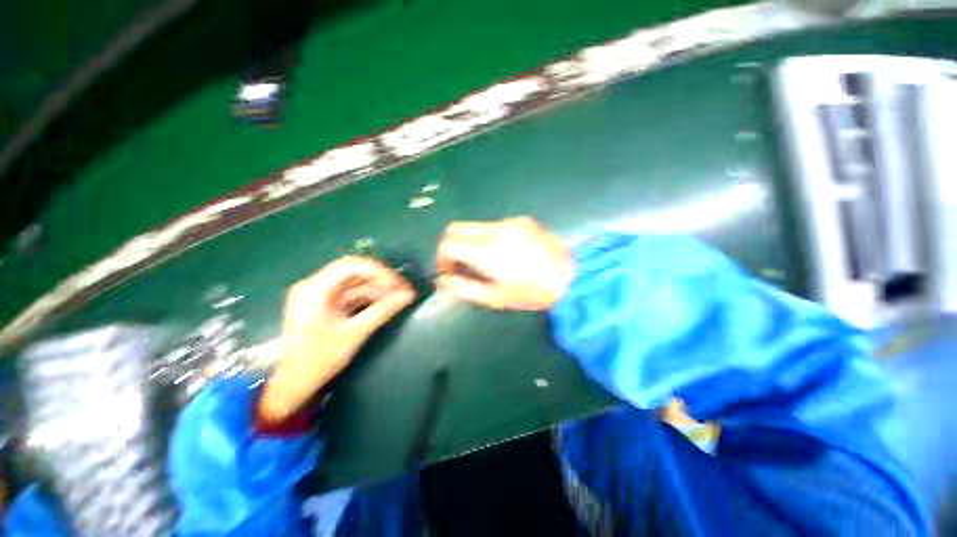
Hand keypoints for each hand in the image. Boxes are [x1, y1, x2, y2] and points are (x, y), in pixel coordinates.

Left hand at [259, 257, 415, 423]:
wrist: (294, 384)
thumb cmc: (320, 360)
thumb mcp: (355, 334)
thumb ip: (383, 311)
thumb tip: (409, 295)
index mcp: (314, 290)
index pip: (350, 265)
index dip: (378, 271)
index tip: (398, 284)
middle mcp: (314, 286)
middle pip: (354, 272)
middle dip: (381, 279)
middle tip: (403, 288)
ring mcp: (319, 295)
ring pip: (355, 283)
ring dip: (378, 289)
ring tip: (400, 296)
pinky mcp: (325, 304)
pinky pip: (352, 294)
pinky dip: (369, 298)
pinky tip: (386, 303)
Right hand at [436, 217, 573, 310]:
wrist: (570, 278)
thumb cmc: (531, 293)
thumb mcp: (495, 298)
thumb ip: (464, 288)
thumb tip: (445, 279)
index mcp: (487, 252)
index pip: (449, 243)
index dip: (441, 257)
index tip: (448, 270)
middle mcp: (496, 230)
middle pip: (456, 228)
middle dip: (451, 245)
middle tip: (460, 263)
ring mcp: (510, 222)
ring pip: (476, 226)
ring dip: (472, 241)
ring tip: (486, 261)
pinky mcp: (522, 220)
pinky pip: (495, 225)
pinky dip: (490, 237)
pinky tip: (505, 252)